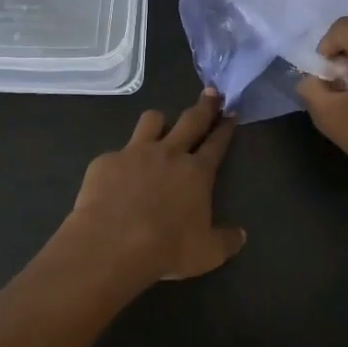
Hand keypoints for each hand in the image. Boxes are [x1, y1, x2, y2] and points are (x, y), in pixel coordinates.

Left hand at [63, 89, 246, 283]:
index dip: (225, 128)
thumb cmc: (167, 248)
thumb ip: (226, 241)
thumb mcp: (207, 253)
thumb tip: (241, 235)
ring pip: (151, 120)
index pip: (217, 144)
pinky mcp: (106, 161)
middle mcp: (169, 154)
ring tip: (160, 124)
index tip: (231, 113)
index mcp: (197, 172)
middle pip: (191, 120)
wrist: (112, 244)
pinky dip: (121, 161)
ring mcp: (135, 153)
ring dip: (159, 121)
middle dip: (203, 106)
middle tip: (210, 93)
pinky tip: (117, 175)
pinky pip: (117, 152)